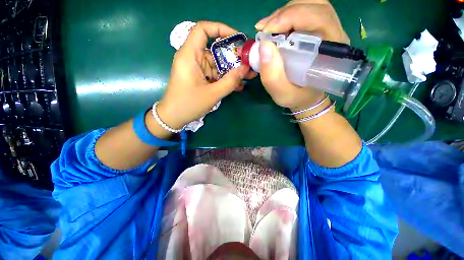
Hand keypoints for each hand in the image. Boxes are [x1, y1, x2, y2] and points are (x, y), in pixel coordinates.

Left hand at [157, 22, 251, 129]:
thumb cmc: (189, 104)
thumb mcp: (213, 94)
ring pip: (216, 64)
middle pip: (214, 49)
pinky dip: (224, 78)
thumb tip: (246, 69)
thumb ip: (230, 81)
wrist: (174, 117)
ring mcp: (196, 68)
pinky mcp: (199, 77)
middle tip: (248, 64)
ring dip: (231, 71)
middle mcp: (192, 58)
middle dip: (232, 56)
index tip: (237, 39)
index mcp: (189, 55)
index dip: (221, 29)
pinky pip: (214, 74)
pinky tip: (236, 85)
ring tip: (246, 78)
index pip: (203, 29)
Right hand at [254, 0, 348, 110]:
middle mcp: (334, 35)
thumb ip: (272, 76)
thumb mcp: (282, 93)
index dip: (291, 17)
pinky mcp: (318, 31)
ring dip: (284, 13)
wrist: (305, 97)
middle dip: (285, 13)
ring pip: (309, 5)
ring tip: (268, 28)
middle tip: (265, 29)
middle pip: (314, 5)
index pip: (319, 18)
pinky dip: (286, 16)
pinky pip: (304, 12)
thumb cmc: (296, 97)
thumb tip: (263, 46)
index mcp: (331, 51)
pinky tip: (274, 28)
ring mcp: (327, 30)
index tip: (266, 32)